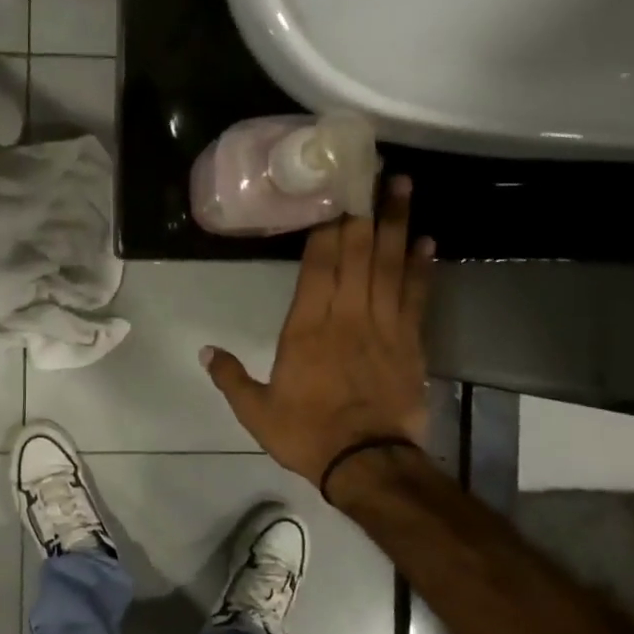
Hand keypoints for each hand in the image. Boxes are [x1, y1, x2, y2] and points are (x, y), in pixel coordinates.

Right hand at [202, 175, 433, 485]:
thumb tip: (205, 351)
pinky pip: (417, 296)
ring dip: (398, 224)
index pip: (317, 266)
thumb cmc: (307, 434)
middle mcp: (346, 316)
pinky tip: (428, 242)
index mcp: (306, 328)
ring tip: (405, 187)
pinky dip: (423, 267)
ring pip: (390, 265)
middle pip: (357, 253)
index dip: (326, 226)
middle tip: (375, 169)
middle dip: (365, 209)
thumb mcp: (256, 412)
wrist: (367, 463)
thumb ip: (231, 378)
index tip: (332, 192)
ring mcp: (382, 326)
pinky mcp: (410, 342)